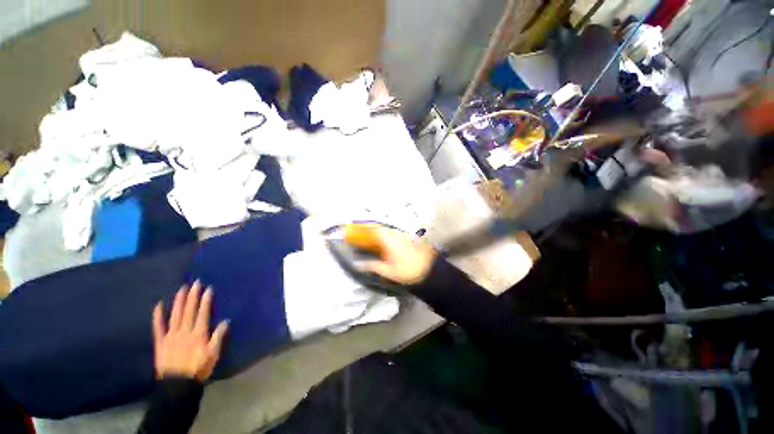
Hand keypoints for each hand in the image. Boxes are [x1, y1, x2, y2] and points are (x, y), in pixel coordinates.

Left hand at [152, 281, 228, 380]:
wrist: (177, 385)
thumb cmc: (198, 368)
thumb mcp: (213, 354)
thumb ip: (218, 337)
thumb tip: (226, 321)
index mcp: (199, 334)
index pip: (203, 313)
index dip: (205, 301)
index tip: (208, 289)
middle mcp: (185, 331)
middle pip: (189, 311)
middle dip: (192, 296)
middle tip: (195, 283)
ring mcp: (171, 336)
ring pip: (175, 315)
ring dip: (178, 301)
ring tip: (181, 289)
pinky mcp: (160, 342)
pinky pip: (158, 327)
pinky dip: (157, 316)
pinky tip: (158, 305)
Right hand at [353, 225, 436, 284]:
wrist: (428, 269)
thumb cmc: (408, 270)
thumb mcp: (388, 271)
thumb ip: (372, 266)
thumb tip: (358, 264)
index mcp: (389, 240)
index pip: (374, 229)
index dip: (363, 227)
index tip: (355, 227)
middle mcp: (395, 234)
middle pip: (379, 228)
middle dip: (369, 229)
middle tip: (361, 233)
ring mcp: (402, 235)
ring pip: (386, 230)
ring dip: (377, 232)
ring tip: (370, 237)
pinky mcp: (406, 238)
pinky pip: (392, 233)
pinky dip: (385, 235)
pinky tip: (383, 242)